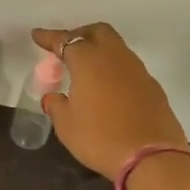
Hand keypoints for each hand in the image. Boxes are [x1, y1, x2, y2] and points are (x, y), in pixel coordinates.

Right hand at [31, 23, 189, 178]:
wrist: (152, 157)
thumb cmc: (100, 138)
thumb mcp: (67, 126)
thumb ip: (56, 106)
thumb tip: (53, 97)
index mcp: (89, 61)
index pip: (65, 40)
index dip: (49, 37)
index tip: (37, 36)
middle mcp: (115, 57)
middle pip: (97, 32)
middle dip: (79, 35)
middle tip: (66, 49)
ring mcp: (137, 70)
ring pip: (116, 47)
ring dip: (99, 51)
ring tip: (86, 70)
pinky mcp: (152, 86)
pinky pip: (128, 67)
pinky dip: (114, 69)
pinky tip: (108, 89)